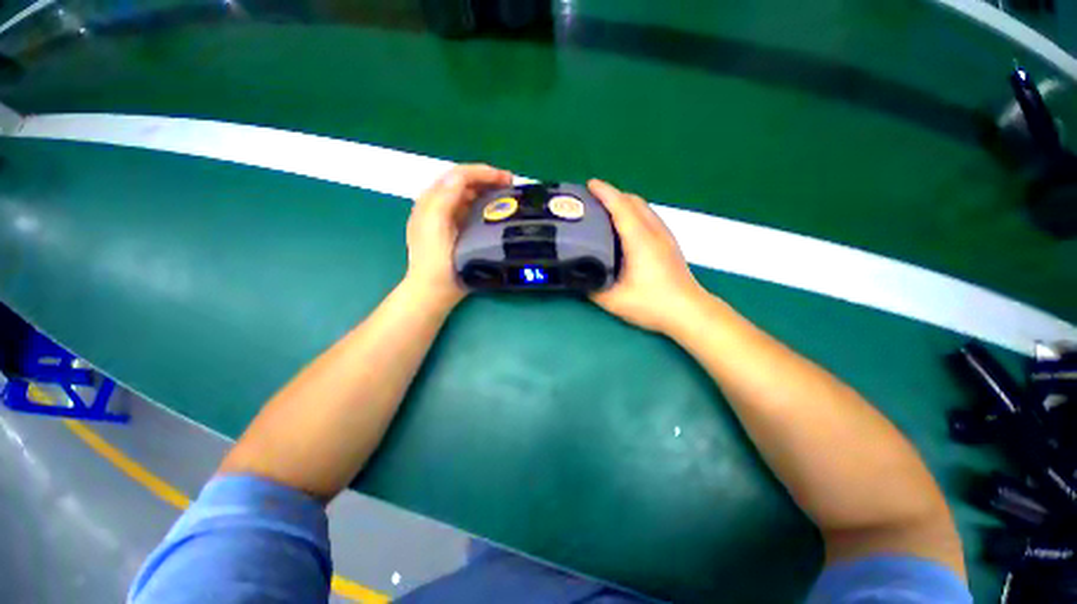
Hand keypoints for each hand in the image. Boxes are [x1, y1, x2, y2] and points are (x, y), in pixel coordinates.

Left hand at [404, 164, 512, 310]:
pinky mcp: (458, 232)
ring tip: (509, 197)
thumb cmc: (435, 260)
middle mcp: (439, 205)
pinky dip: (486, 207)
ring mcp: (449, 219)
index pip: (458, 175)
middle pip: (465, 183)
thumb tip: (461, 176)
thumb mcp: (435, 225)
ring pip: (470, 196)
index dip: (483, 172)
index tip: (507, 179)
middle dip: (488, 180)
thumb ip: (444, 198)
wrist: (434, 290)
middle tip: (512, 187)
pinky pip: (473, 212)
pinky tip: (498, 213)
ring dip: (488, 192)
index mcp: (432, 201)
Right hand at [588, 179, 708, 333]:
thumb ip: (592, 288)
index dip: (605, 193)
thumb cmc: (652, 304)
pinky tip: (625, 228)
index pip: (621, 207)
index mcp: (640, 241)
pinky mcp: (669, 244)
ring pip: (644, 208)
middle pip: (634, 202)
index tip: (589, 184)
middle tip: (592, 201)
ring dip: (625, 203)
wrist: (689, 312)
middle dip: (613, 194)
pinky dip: (634, 213)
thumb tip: (576, 278)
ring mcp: (665, 236)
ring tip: (606, 211)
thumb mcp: (615, 301)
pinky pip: (649, 218)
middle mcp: (654, 232)